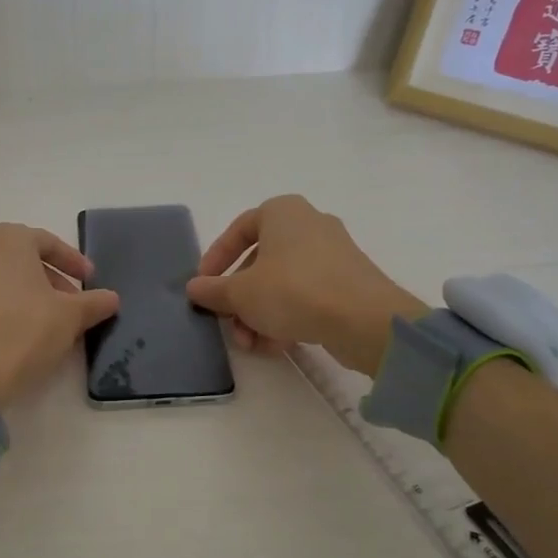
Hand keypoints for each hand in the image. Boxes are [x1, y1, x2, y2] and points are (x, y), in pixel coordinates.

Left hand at [0, 224, 119, 408]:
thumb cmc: (25, 331)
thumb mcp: (71, 316)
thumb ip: (94, 302)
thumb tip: (111, 298)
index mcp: (7, 240)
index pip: (48, 242)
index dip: (73, 262)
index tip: (90, 281)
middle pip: (24, 260)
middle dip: (52, 279)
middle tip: (74, 303)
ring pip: (4, 279)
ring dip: (30, 294)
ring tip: (52, 320)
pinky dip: (8, 307)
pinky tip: (24, 332)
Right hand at [186, 195, 427, 375]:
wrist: (364, 320)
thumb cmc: (292, 290)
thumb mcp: (240, 293)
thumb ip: (213, 290)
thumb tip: (194, 288)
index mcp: (282, 212)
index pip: (238, 229)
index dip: (216, 258)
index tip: (204, 286)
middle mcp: (309, 225)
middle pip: (260, 262)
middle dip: (240, 298)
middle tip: (228, 323)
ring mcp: (333, 254)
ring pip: (282, 283)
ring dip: (260, 314)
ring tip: (251, 344)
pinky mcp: (349, 283)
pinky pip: (307, 296)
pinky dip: (287, 317)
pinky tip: (277, 345)